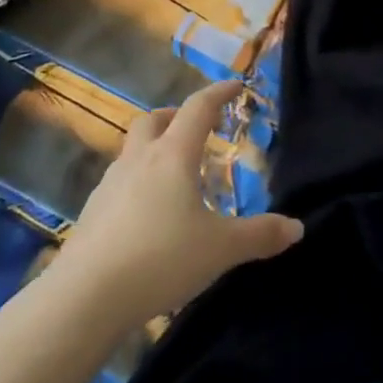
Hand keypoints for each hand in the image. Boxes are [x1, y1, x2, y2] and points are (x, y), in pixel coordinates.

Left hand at [56, 80, 302, 329]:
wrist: (85, 297)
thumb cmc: (161, 258)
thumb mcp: (221, 249)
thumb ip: (260, 235)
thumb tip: (297, 227)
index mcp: (173, 155)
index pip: (198, 108)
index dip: (219, 93)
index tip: (236, 86)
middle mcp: (138, 160)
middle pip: (154, 120)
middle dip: (177, 117)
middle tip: (199, 132)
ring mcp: (109, 185)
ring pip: (133, 151)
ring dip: (155, 151)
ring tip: (177, 179)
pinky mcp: (92, 213)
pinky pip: (120, 183)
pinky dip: (139, 184)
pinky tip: (150, 216)